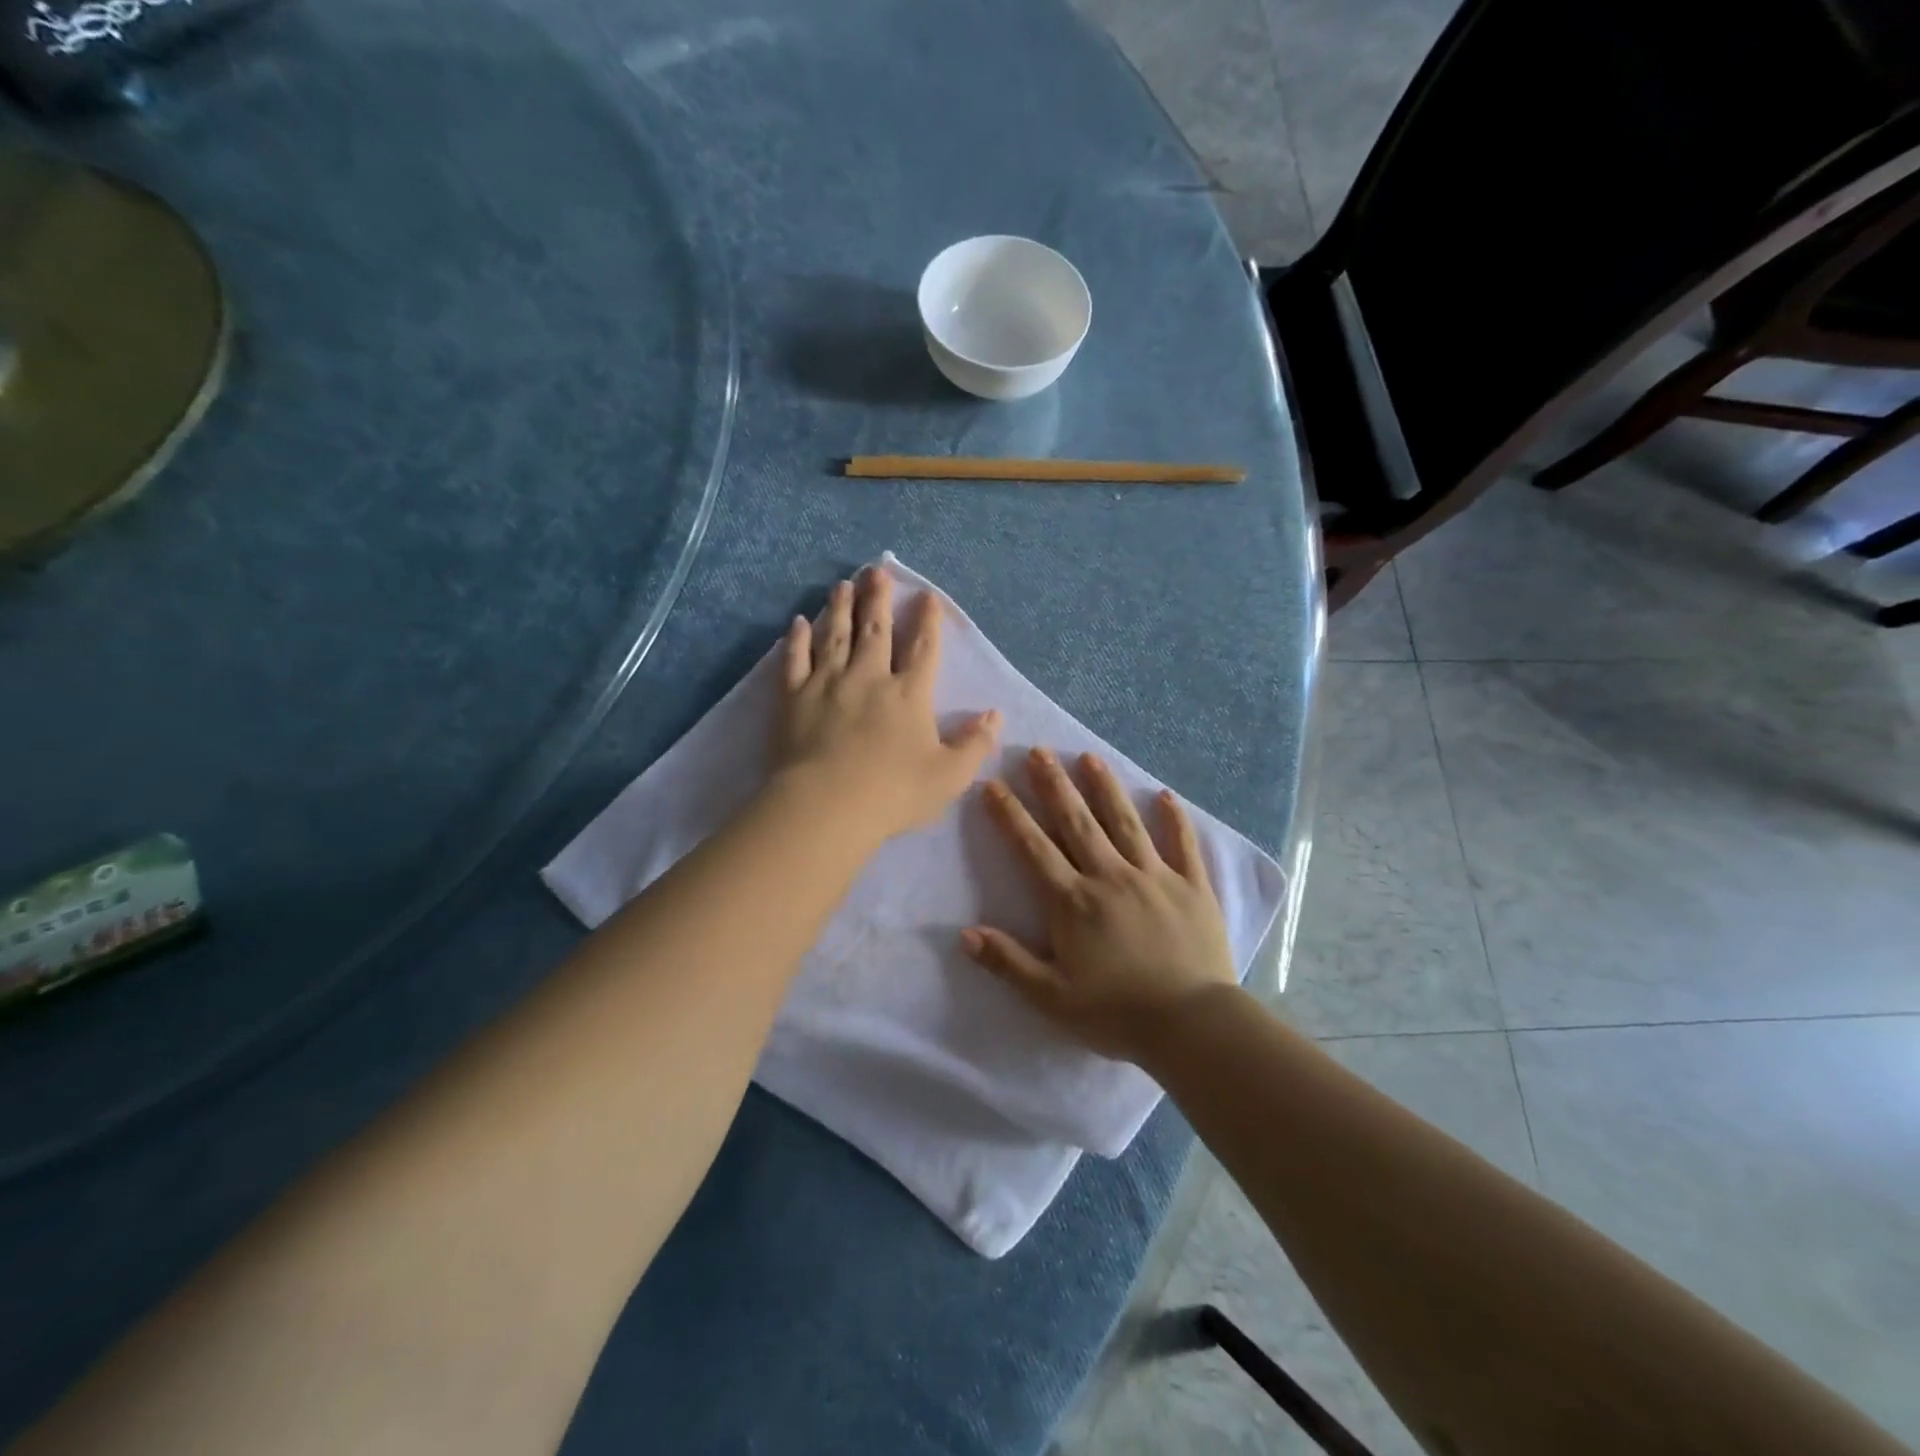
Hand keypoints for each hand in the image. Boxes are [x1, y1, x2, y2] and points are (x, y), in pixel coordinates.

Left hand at [772, 568, 1000, 843]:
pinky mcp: (793, 698)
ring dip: (840, 608)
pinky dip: (797, 639)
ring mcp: (827, 683)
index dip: (928, 621)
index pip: (923, 649)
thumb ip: (975, 744)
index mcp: (909, 694)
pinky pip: (795, 660)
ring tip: (842, 584)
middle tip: (876, 571)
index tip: (928, 596)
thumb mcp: (949, 776)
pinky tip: (798, 623)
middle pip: (875, 630)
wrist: (827, 806)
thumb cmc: (893, 793)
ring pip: (835, 635)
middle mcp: (869, 677)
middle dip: (878, 599)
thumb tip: (996, 714)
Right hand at [961, 748, 1237, 1063]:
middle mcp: (1110, 876)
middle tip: (1039, 752)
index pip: (1033, 848)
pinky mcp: (1192, 886)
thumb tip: (963, 934)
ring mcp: (1154, 876)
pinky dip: (1174, 819)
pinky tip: (1165, 795)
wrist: (1192, 1025)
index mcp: (1073, 902)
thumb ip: (1007, 963)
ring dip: (1105, 788)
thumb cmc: (1116, 1013)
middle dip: (1054, 785)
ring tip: (1090, 757)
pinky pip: (1182, 845)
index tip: (993, 784)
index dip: (1010, 815)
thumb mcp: (1051, 997)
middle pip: (1077, 822)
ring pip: (1125, 822)